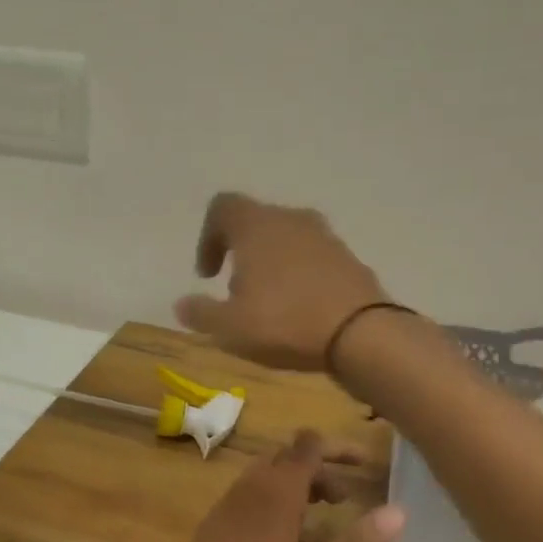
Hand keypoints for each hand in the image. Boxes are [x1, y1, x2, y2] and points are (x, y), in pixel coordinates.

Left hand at [142, 431, 405, 541]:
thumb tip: (398, 512)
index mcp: (274, 498)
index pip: (307, 447)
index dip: (337, 447)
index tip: (364, 462)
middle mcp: (247, 492)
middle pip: (286, 457)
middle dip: (319, 467)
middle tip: (345, 498)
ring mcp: (224, 507)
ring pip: (264, 474)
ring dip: (296, 483)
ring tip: (321, 513)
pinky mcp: (212, 526)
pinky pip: (248, 494)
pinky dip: (273, 498)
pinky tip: (284, 537)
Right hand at [174, 193, 386, 371]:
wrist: (361, 334)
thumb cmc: (284, 323)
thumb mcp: (230, 327)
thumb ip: (201, 313)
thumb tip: (181, 305)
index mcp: (256, 225)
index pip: (222, 207)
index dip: (208, 237)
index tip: (208, 275)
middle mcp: (291, 219)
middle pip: (256, 223)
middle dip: (242, 255)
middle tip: (237, 293)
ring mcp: (326, 237)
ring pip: (287, 241)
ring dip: (272, 266)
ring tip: (269, 306)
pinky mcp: (349, 258)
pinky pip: (314, 260)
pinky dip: (300, 277)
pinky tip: (300, 311)